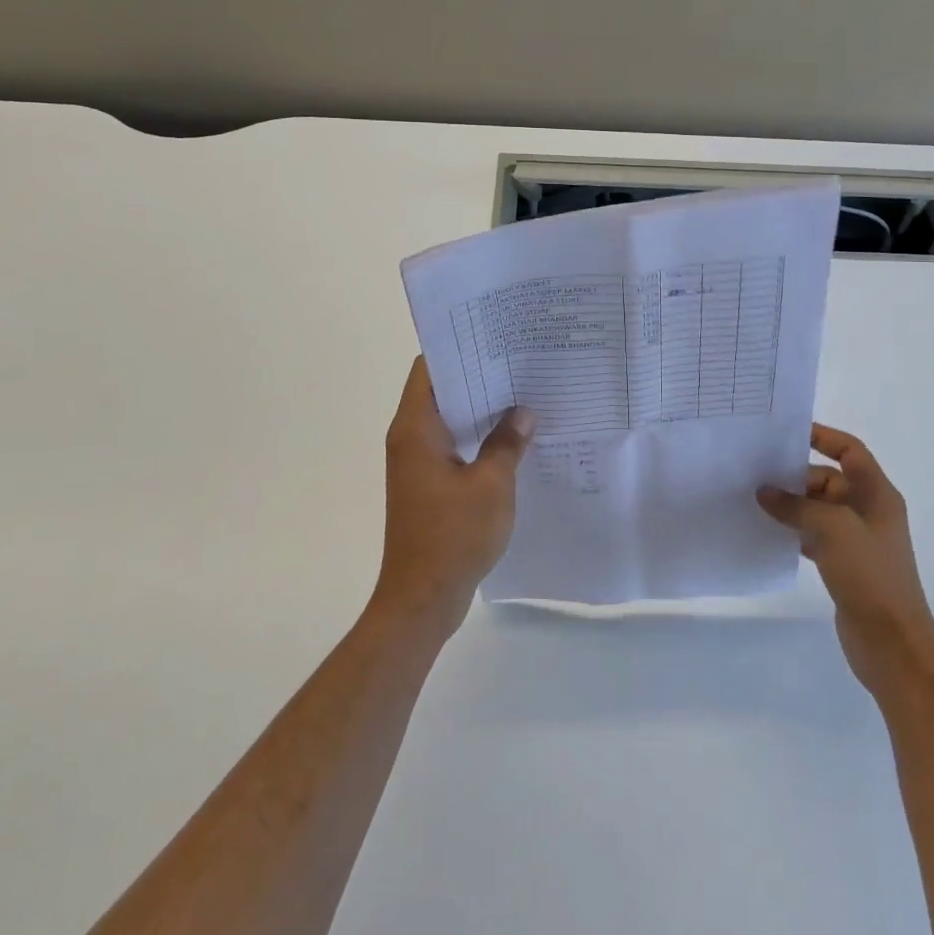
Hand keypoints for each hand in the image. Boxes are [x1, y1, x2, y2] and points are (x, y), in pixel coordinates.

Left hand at [373, 358, 535, 639]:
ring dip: (480, 407)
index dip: (459, 347)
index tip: (494, 335)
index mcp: (416, 429)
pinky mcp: (427, 484)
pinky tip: (513, 436)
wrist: (422, 599)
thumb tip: (523, 412)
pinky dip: (477, 435)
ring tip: (523, 391)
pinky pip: (453, 444)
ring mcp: (417, 462)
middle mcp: (410, 438)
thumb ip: (508, 442)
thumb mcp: (492, 485)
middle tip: (520, 359)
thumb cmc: (453, 536)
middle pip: (440, 390)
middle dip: (478, 374)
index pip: (429, 368)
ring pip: (449, 418)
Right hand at [758, 424, 933, 695]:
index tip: (787, 433)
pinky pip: (814, 536)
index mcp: (878, 495)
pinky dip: (793, 531)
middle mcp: (869, 512)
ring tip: (753, 501)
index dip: (824, 437)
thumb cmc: (870, 575)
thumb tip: (764, 492)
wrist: (893, 644)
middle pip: (829, 479)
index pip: (850, 451)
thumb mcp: (833, 529)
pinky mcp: (844, 565)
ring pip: (818, 509)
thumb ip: (796, 506)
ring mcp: (857, 540)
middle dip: (796, 476)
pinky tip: (768, 534)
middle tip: (756, 474)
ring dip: (791, 505)